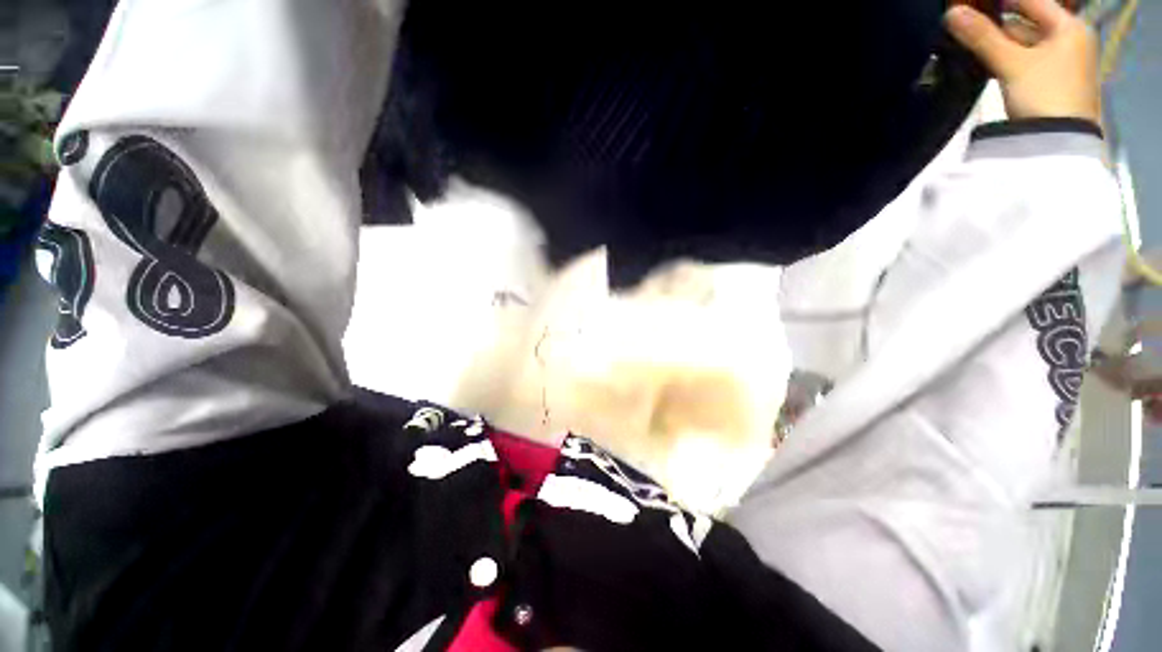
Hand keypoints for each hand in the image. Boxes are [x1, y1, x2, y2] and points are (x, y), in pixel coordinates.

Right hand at [945, 0, 1100, 122]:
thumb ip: (982, 37)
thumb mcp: (1011, 64)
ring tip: (969, 43)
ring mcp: (1060, 63)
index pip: (1030, 1)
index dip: (1000, 0)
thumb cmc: (1044, 95)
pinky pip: (1024, 60)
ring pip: (1023, 43)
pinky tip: (984, 61)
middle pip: (1027, 22)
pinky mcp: (1049, 83)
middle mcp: (1068, 40)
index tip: (972, 3)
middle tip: (966, 24)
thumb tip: (951, 12)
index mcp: (1068, 27)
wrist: (1059, 144)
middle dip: (996, 23)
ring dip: (997, 43)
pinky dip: (1004, 58)